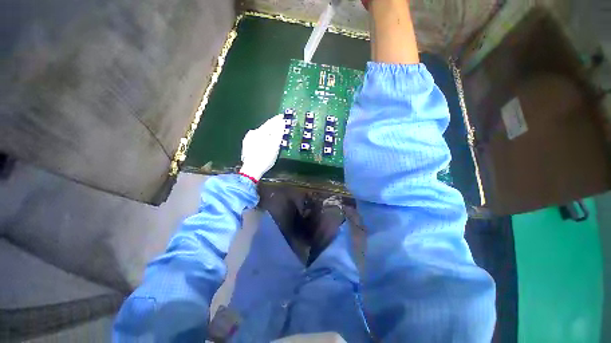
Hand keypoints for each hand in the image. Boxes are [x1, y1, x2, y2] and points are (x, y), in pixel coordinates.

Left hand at [239, 115, 284, 180]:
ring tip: (274, 132)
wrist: (251, 170)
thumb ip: (278, 133)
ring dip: (268, 131)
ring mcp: (248, 139)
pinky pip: (257, 137)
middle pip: (265, 127)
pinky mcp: (247, 145)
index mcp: (260, 132)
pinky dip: (263, 137)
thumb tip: (281, 122)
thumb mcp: (274, 146)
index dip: (277, 119)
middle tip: (280, 124)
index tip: (283, 117)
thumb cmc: (265, 158)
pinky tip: (265, 140)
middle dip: (273, 125)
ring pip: (261, 132)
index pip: (270, 122)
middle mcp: (253, 133)